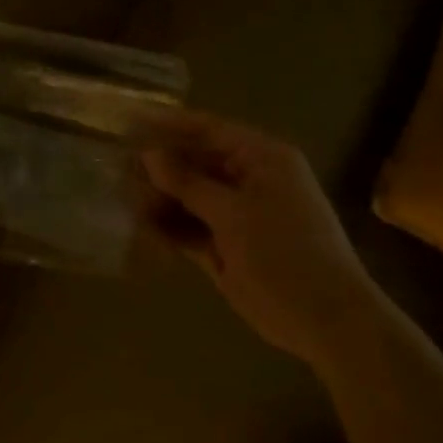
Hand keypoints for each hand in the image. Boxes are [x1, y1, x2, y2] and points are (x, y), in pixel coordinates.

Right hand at [139, 110, 382, 367]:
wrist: (327, 322)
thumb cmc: (285, 253)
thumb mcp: (233, 213)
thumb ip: (187, 182)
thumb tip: (148, 154)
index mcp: (262, 158)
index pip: (207, 129)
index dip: (167, 124)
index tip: (128, 120)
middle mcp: (248, 179)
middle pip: (193, 163)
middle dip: (157, 167)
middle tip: (116, 169)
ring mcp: (236, 214)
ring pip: (187, 196)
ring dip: (158, 199)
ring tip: (123, 201)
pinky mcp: (226, 245)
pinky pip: (189, 227)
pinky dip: (167, 227)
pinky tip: (139, 228)